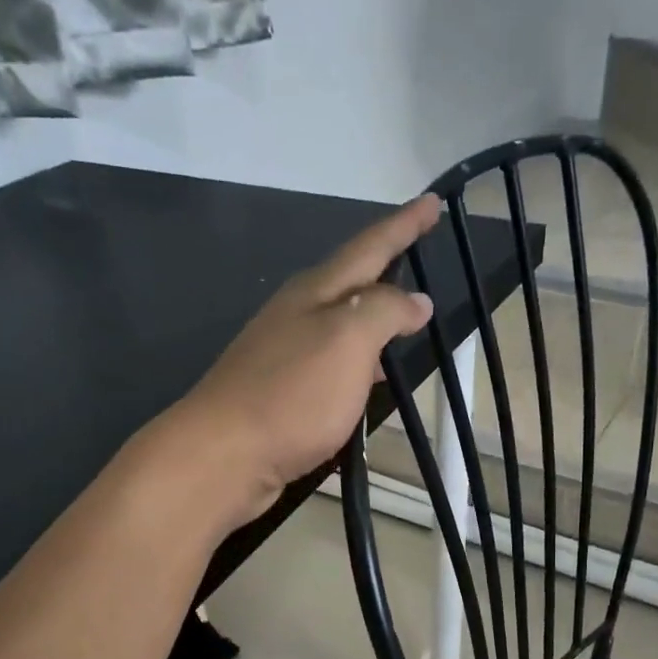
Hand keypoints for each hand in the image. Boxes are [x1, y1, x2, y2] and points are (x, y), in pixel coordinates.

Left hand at [173, 195, 441, 527]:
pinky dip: (357, 363)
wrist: (224, 456)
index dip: (403, 225)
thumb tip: (416, 300)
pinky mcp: (280, 394)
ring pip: (339, 325)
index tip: (433, 201)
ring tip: (406, 322)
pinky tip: (368, 381)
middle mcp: (296, 315)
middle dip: (385, 268)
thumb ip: (384, 312)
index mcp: (314, 293)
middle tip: (418, 255)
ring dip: (372, 319)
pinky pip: (330, 365)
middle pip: (349, 282)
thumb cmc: (291, 395)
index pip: (369, 248)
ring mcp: (283, 355)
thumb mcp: (348, 342)